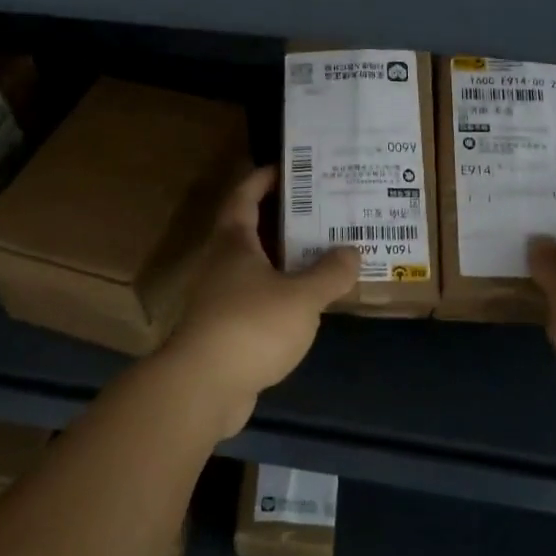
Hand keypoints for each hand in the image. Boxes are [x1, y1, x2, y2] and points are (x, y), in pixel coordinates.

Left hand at [159, 165, 359, 437]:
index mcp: (234, 243)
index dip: (263, 178)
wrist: (203, 388)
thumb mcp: (302, 297)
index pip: (244, 196)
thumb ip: (330, 273)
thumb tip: (352, 252)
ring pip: (256, 266)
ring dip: (285, 258)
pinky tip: (307, 301)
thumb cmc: (251, 326)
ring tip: (323, 253)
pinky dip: (281, 292)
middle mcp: (222, 264)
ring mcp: (221, 298)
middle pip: (251, 229)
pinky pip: (258, 298)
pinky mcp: (226, 330)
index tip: (289, 167)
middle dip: (283, 217)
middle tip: (322, 209)